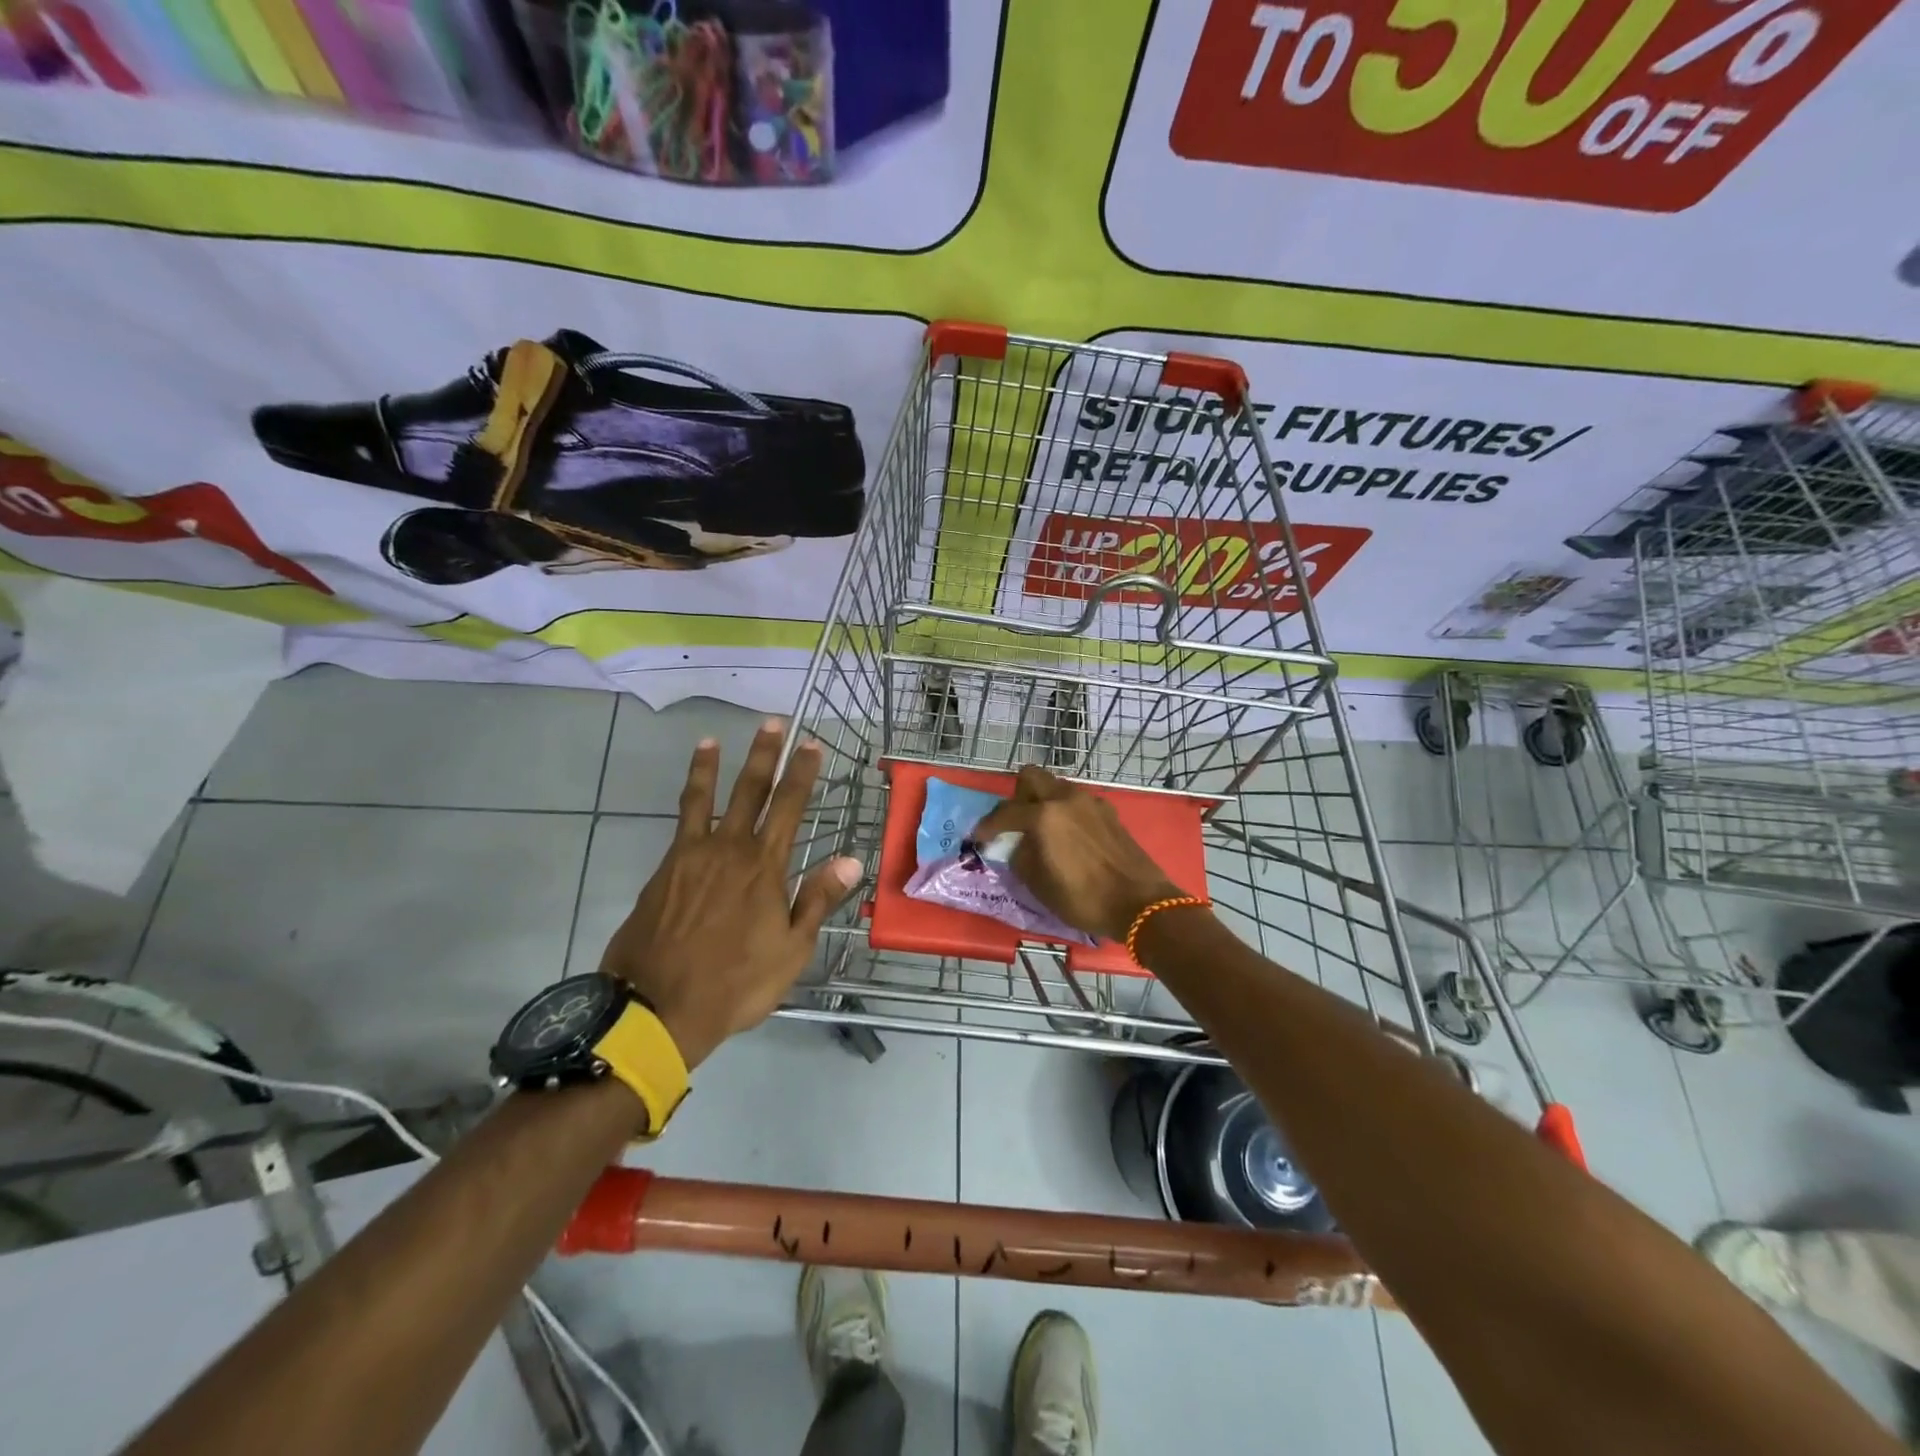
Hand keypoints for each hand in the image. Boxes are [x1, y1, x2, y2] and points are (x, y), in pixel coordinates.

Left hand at [598, 720, 861, 1069]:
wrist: (657, 1006)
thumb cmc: (735, 983)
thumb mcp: (791, 950)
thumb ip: (817, 900)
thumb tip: (850, 860)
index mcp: (764, 867)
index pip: (789, 807)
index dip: (802, 773)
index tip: (811, 744)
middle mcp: (728, 849)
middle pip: (749, 791)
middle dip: (764, 754)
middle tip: (772, 723)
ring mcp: (691, 856)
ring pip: (704, 799)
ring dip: (712, 766)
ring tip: (711, 739)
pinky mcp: (664, 870)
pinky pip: (680, 823)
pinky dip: (687, 801)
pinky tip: (690, 797)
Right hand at [973, 765, 1187, 942]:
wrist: (1141, 903)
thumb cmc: (1084, 898)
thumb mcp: (1039, 885)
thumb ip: (1021, 857)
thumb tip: (1018, 846)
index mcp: (1045, 815)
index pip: (1006, 813)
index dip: (987, 826)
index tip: (978, 837)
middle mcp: (1066, 799)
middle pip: (1031, 778)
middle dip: (1016, 797)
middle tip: (1014, 823)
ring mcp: (1090, 802)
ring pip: (1056, 787)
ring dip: (1042, 801)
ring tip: (1041, 830)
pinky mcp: (1109, 812)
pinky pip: (1076, 801)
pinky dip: (1065, 811)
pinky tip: (1068, 837)